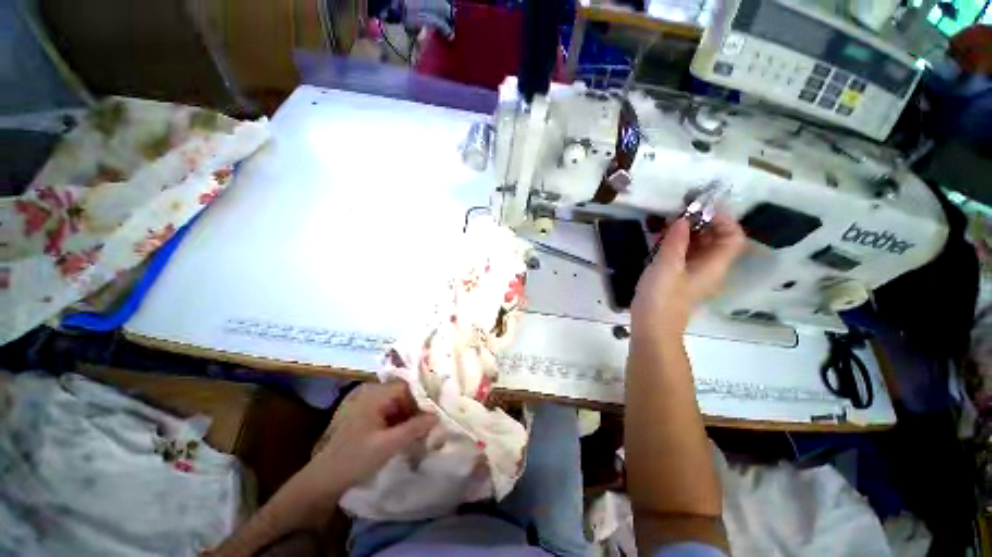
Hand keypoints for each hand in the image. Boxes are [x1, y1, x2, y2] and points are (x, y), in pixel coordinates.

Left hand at [309, 381, 438, 492]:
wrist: (322, 481)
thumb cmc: (355, 459)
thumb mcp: (388, 444)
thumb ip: (414, 428)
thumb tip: (437, 416)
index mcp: (374, 394)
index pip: (407, 387)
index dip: (421, 400)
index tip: (431, 416)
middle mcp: (369, 392)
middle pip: (402, 394)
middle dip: (415, 410)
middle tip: (426, 426)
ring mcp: (364, 403)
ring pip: (395, 403)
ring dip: (407, 417)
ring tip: (417, 432)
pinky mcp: (362, 415)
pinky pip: (386, 411)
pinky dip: (397, 421)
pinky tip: (402, 435)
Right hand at [632, 215, 745, 339]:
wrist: (653, 326)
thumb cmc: (661, 296)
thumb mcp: (667, 265)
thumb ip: (676, 241)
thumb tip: (683, 220)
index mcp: (714, 265)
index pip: (733, 236)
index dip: (722, 219)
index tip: (699, 210)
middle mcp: (710, 269)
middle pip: (716, 240)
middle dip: (700, 224)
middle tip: (677, 215)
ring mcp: (695, 275)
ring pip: (699, 248)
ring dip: (686, 234)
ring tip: (665, 225)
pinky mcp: (680, 280)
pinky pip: (685, 257)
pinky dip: (677, 246)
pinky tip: (659, 242)